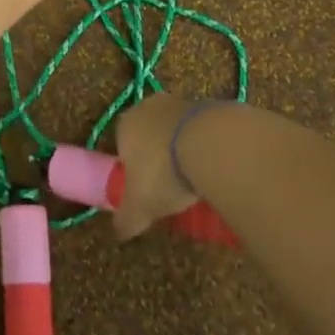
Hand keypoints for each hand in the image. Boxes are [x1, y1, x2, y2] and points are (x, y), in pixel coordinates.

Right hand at [111, 92, 202, 239]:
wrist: (210, 144)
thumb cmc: (163, 172)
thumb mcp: (139, 207)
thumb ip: (126, 220)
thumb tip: (120, 231)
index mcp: (125, 125)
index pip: (123, 146)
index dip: (134, 170)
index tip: (146, 191)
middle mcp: (149, 107)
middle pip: (150, 136)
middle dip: (159, 158)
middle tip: (171, 187)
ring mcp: (180, 102)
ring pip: (176, 132)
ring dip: (183, 152)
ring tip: (196, 182)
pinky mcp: (209, 106)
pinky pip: (201, 132)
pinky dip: (205, 148)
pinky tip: (213, 169)